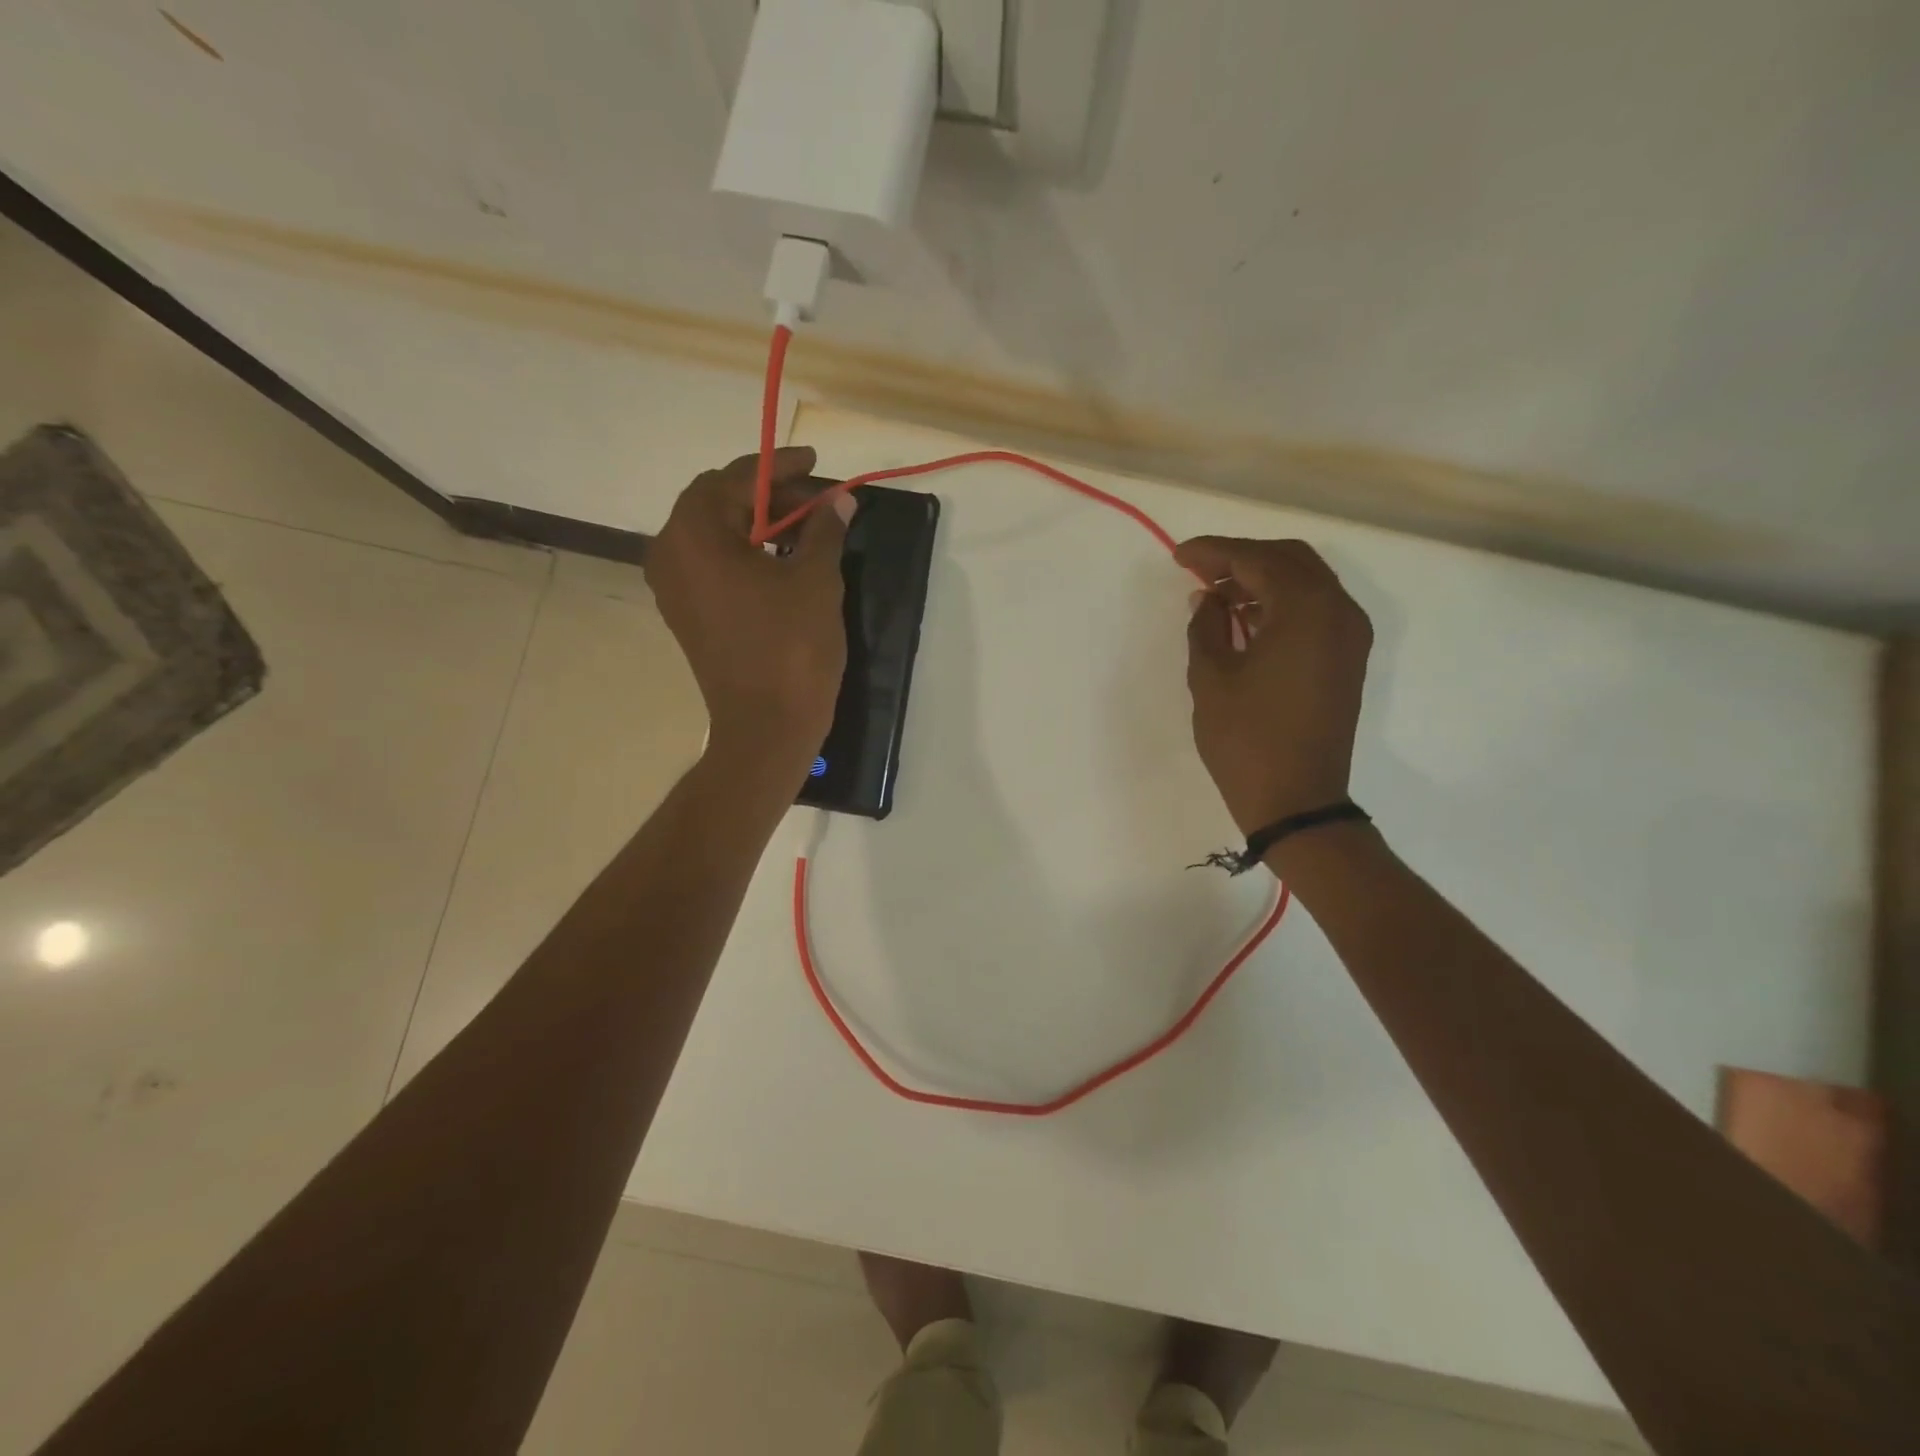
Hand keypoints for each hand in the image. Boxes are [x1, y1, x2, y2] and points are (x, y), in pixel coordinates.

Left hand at [645, 448, 851, 776]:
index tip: (815, 462)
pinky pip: (711, 566)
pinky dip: (744, 554)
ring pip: (714, 535)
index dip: (779, 466)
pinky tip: (782, 561)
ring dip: (757, 525)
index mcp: (694, 534)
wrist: (767, 727)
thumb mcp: (816, 580)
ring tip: (805, 530)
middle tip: (816, 502)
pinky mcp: (685, 614)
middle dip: (769, 496)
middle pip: (718, 502)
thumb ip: (824, 530)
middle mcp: (670, 553)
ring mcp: (673, 587)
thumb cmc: (791, 647)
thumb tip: (839, 501)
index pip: (735, 477)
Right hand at [1174, 537, 1372, 833]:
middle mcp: (1339, 611)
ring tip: (1215, 596)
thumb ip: (1207, 627)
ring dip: (1261, 580)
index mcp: (1306, 609)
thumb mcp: (1211, 678)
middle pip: (1290, 560)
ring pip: (1305, 583)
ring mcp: (1349, 636)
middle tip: (1198, 571)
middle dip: (1241, 559)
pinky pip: (1314, 611)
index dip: (1214, 553)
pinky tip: (1245, 620)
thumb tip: (1207, 599)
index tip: (1179, 556)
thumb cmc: (1246, 739)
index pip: (1258, 560)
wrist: (1297, 800)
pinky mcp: (1346, 659)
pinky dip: (1280, 604)